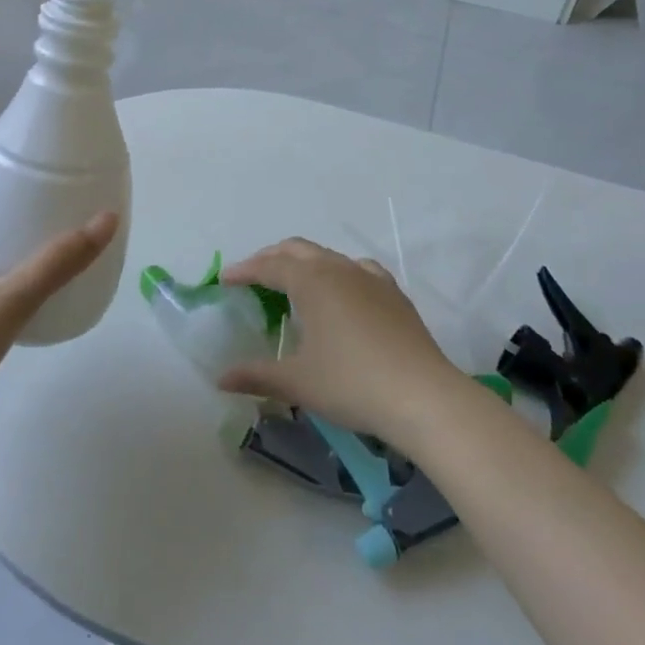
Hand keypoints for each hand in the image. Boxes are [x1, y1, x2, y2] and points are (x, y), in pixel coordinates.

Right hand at [217, 238, 473, 447]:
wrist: (422, 395)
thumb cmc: (351, 384)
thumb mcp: (297, 382)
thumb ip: (256, 375)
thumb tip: (221, 379)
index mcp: (311, 281)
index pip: (269, 266)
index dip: (244, 271)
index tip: (224, 280)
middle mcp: (338, 269)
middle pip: (296, 250)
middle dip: (270, 258)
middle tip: (251, 277)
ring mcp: (370, 277)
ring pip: (327, 256)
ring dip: (303, 263)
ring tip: (292, 284)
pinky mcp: (393, 293)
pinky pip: (357, 270)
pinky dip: (337, 273)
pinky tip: (341, 293)